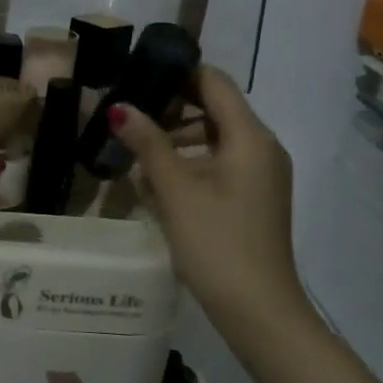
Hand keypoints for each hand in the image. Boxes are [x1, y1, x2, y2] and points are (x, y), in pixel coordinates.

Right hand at [109, 66, 305, 331]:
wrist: (258, 309)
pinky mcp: (253, 198)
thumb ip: (147, 143)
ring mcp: (260, 175)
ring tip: (135, 153)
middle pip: (214, 108)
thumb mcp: (176, 190)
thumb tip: (120, 108)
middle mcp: (262, 148)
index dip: (176, 73)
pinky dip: (189, 164)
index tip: (136, 75)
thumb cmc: (217, 242)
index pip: (214, 82)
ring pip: (214, 138)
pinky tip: (157, 183)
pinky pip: (219, 164)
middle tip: (126, 116)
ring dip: (175, 140)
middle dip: (170, 109)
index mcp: (251, 137)